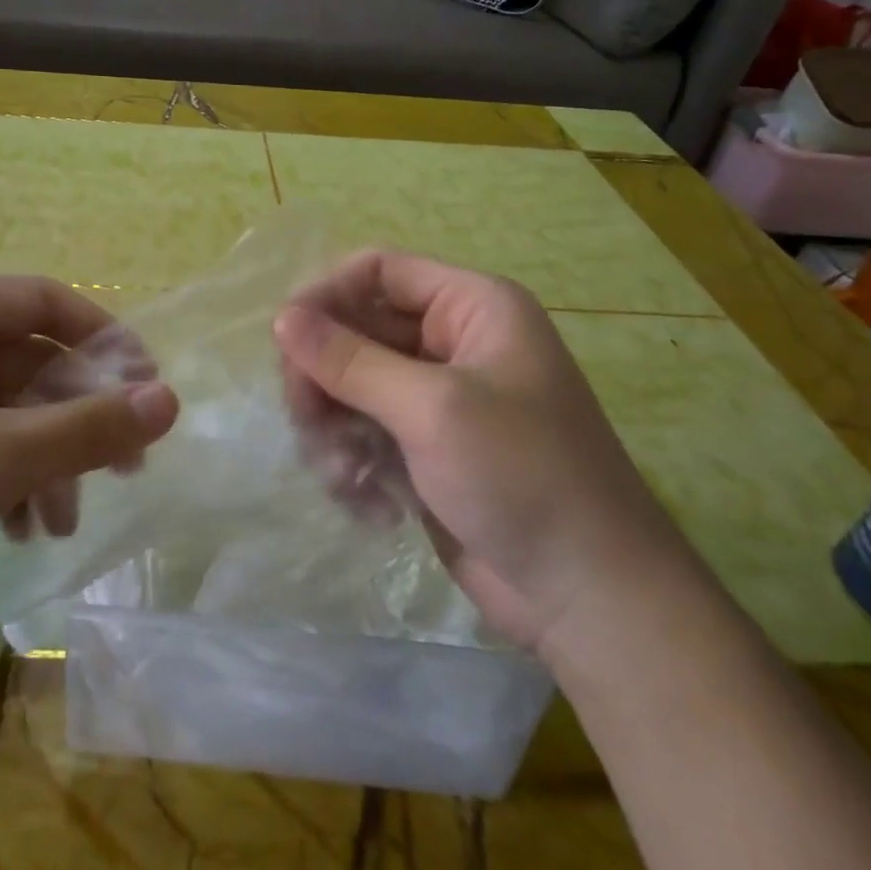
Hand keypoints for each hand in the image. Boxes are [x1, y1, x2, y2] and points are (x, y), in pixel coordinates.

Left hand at [0, 276, 178, 662]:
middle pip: (27, 362)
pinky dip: (3, 480)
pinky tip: (18, 530)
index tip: (149, 391)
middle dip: (75, 417)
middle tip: (126, 468)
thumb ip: (86, 429)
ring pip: (1, 410)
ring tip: (61, 523)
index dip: (106, 340)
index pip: (47, 302)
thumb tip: (171, 400)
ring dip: (43, 459)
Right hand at [274, 251, 686, 654]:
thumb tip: (281, 319)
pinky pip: (364, 430)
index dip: (327, 294)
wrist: (589, 598)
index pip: (379, 271)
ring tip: (342, 471)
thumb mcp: (432, 409)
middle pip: (358, 329)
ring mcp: (437, 398)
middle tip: (303, 415)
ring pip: (352, 384)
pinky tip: (367, 502)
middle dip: (325, 373)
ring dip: (334, 424)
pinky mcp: (424, 448)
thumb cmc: (522, 477)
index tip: (284, 338)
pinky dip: (353, 460)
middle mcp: (452, 342)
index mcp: (472, 307)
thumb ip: (350, 361)